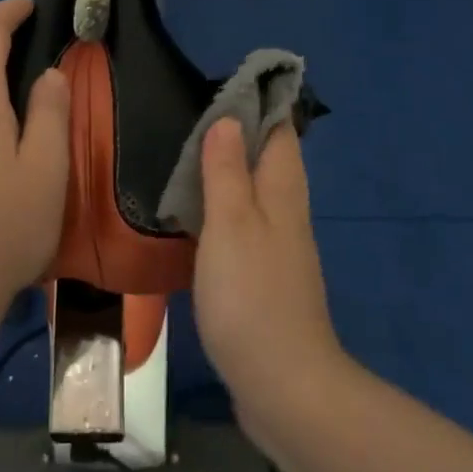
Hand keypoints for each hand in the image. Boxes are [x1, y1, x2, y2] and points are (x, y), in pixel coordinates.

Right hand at [193, 120, 343, 423]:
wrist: (283, 385)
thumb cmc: (252, 296)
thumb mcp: (231, 224)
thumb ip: (228, 171)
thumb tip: (229, 120)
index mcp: (283, 192)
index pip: (279, 131)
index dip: (258, 104)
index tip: (222, 86)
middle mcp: (286, 214)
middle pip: (268, 160)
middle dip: (238, 135)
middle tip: (192, 118)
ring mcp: (277, 249)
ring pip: (255, 194)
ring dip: (228, 173)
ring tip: (185, 158)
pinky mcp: (263, 279)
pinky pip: (244, 228)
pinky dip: (222, 211)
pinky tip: (194, 218)